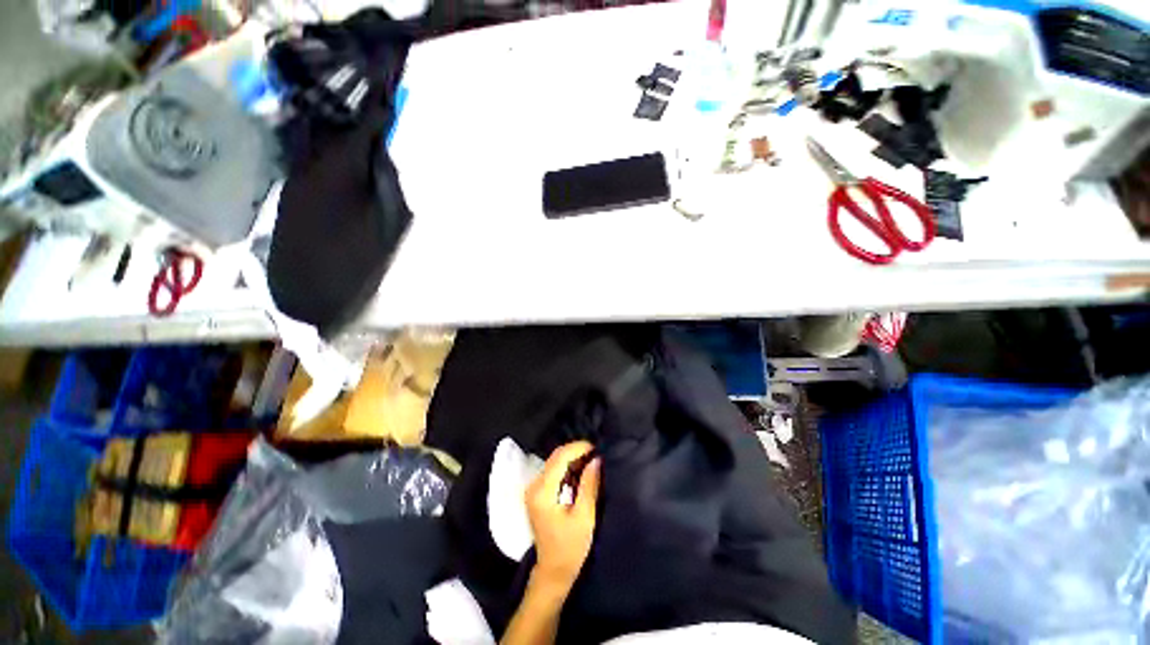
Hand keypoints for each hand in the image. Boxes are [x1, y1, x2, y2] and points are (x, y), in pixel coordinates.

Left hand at [525, 441, 601, 590]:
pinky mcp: (538, 493)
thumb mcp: (584, 516)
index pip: (559, 458)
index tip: (596, 448)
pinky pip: (553, 471)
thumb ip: (589, 485)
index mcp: (543, 492)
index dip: (577, 448)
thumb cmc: (570, 547)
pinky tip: (581, 472)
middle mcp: (534, 486)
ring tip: (592, 461)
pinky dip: (567, 468)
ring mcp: (534, 489)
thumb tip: (596, 459)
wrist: (553, 571)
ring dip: (572, 459)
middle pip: (555, 457)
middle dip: (576, 451)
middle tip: (596, 454)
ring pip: (554, 462)